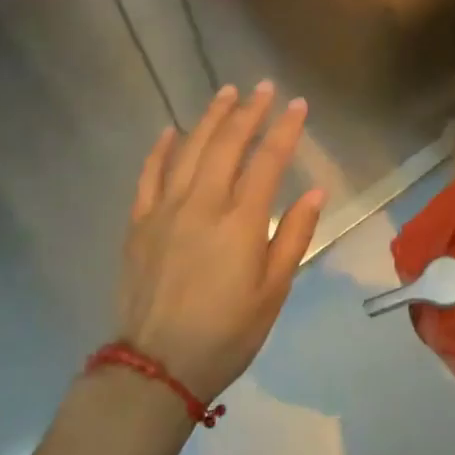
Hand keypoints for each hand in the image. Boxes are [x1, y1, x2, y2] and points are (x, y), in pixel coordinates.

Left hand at [117, 83, 325, 400]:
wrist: (157, 367)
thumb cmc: (226, 333)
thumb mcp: (274, 291)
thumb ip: (293, 237)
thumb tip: (315, 192)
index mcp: (241, 222)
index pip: (268, 161)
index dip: (285, 129)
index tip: (297, 104)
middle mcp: (203, 204)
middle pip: (227, 144)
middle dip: (248, 111)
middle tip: (263, 87)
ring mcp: (166, 210)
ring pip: (189, 150)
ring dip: (210, 118)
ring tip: (226, 93)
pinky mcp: (139, 223)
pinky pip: (149, 175)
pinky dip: (161, 149)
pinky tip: (172, 130)